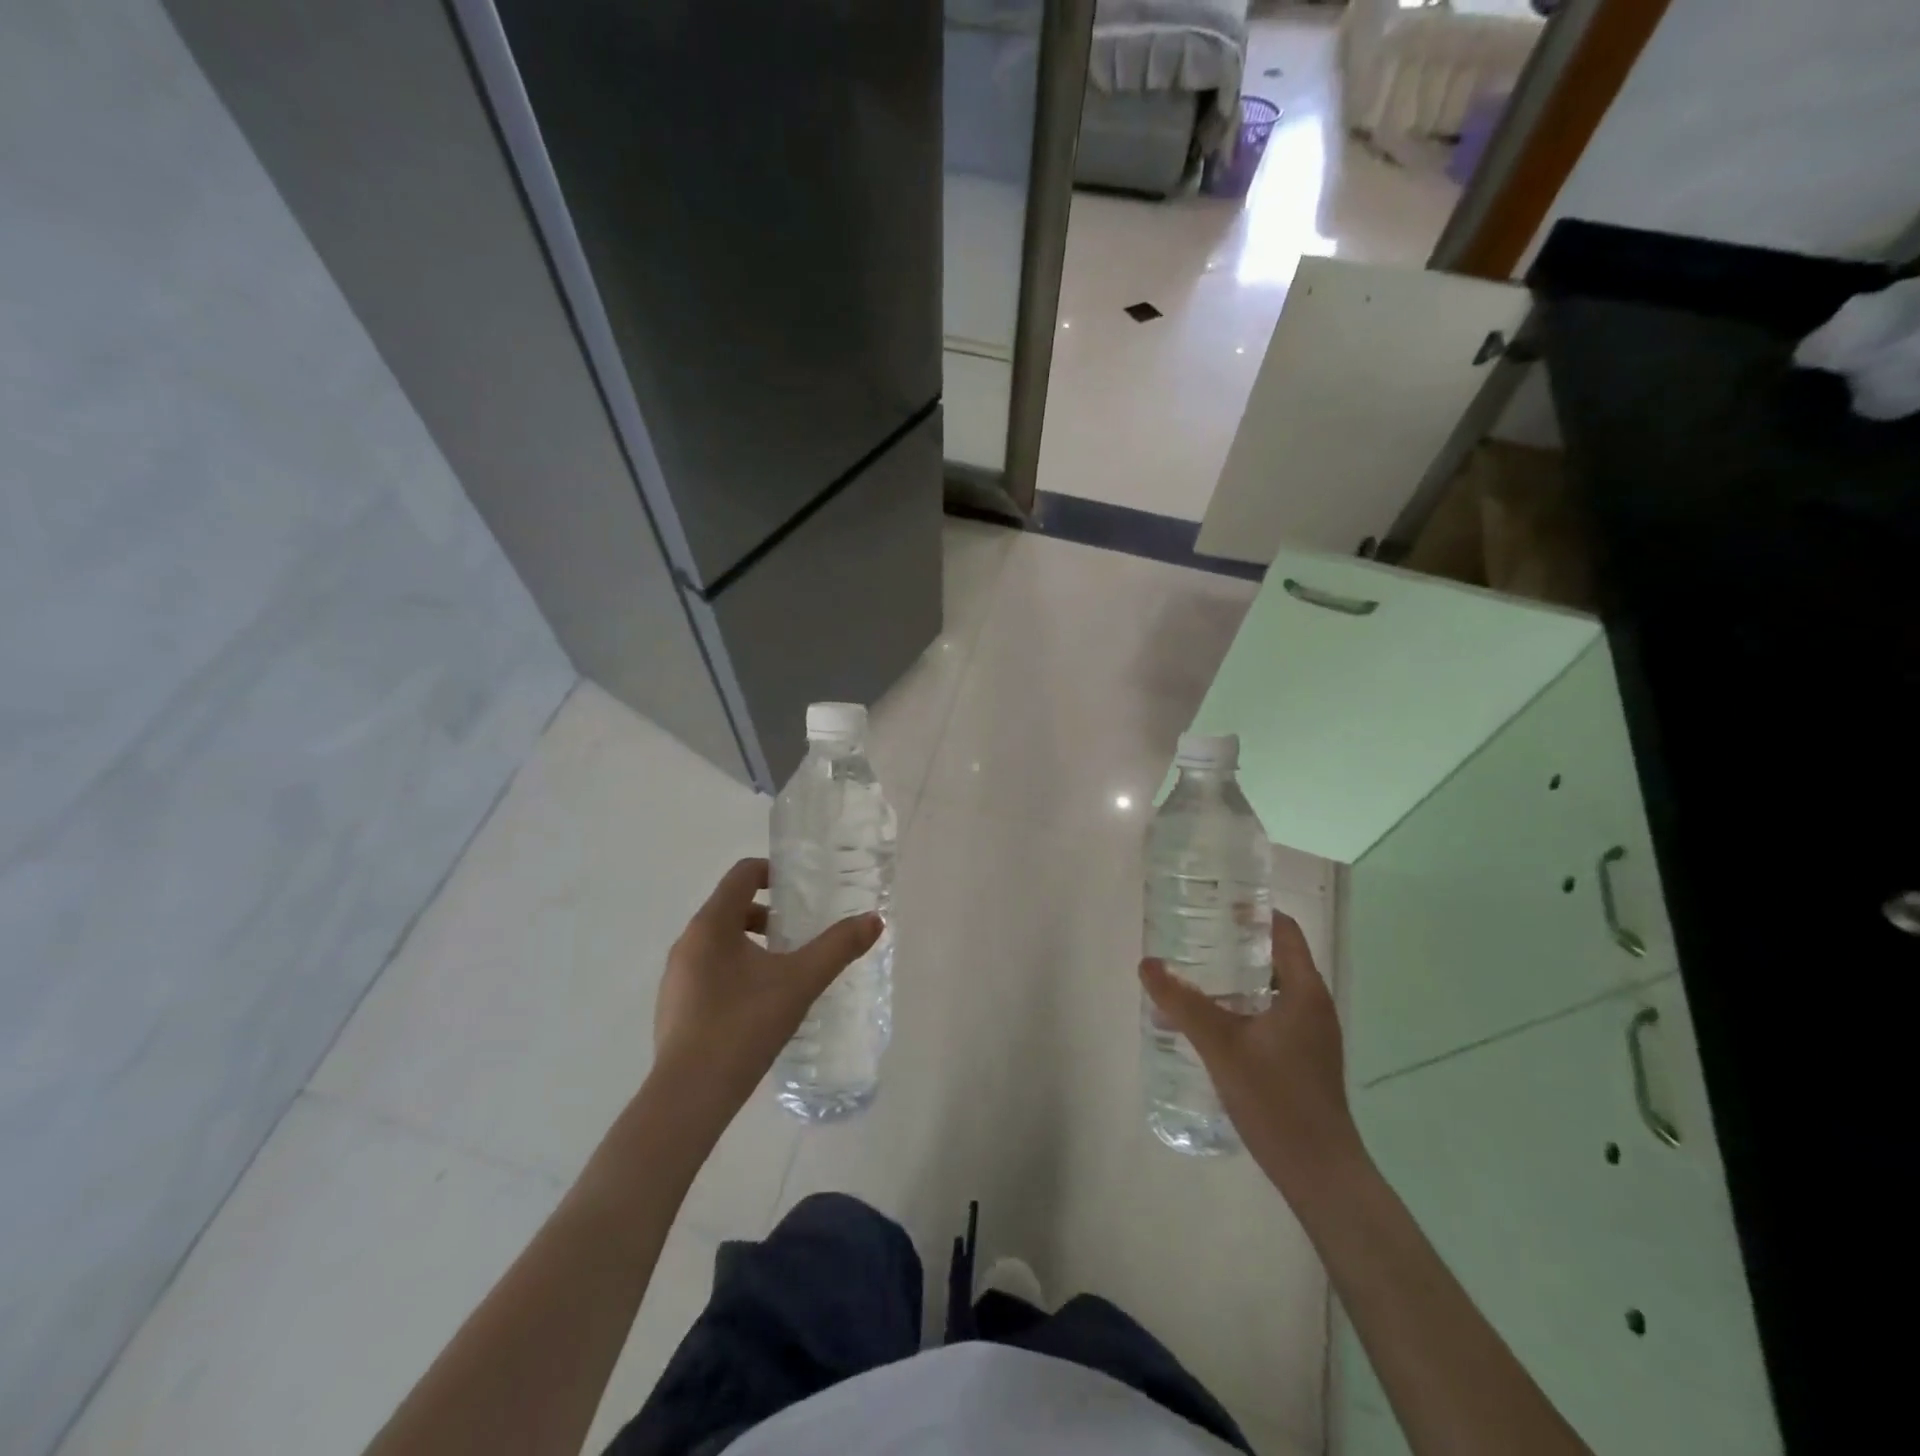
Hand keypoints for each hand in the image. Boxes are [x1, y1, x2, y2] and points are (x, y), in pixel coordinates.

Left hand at [653, 858, 882, 1118]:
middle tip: (799, 933)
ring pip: (719, 942)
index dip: (773, 872)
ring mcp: (676, 977)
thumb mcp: (800, 982)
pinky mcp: (674, 1007)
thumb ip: (838, 947)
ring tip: (784, 971)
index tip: (801, 889)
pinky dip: (735, 971)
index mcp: (711, 925)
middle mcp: (687, 942)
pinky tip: (759, 1005)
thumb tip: (873, 920)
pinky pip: (708, 971)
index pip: (741, 874)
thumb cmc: (743, 1026)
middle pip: (730, 907)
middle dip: (767, 914)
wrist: (689, 1097)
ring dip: (752, 944)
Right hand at [1140, 914, 1366, 1199]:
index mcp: (1304, 991)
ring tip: (1191, 975)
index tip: (1214, 902)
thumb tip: (1147, 963)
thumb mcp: (1221, 1045)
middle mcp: (1312, 1005)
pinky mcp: (1302, 1057)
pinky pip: (1269, 1014)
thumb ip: (1183, 1003)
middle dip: (1234, 943)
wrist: (1319, 1172)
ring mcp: (1310, 1034)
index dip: (1252, 911)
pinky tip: (1207, 1022)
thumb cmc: (1276, 1099)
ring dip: (1234, 978)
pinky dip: (1240, 1006)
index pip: (1283, 930)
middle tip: (1192, 935)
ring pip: (1269, 988)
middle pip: (1274, 956)